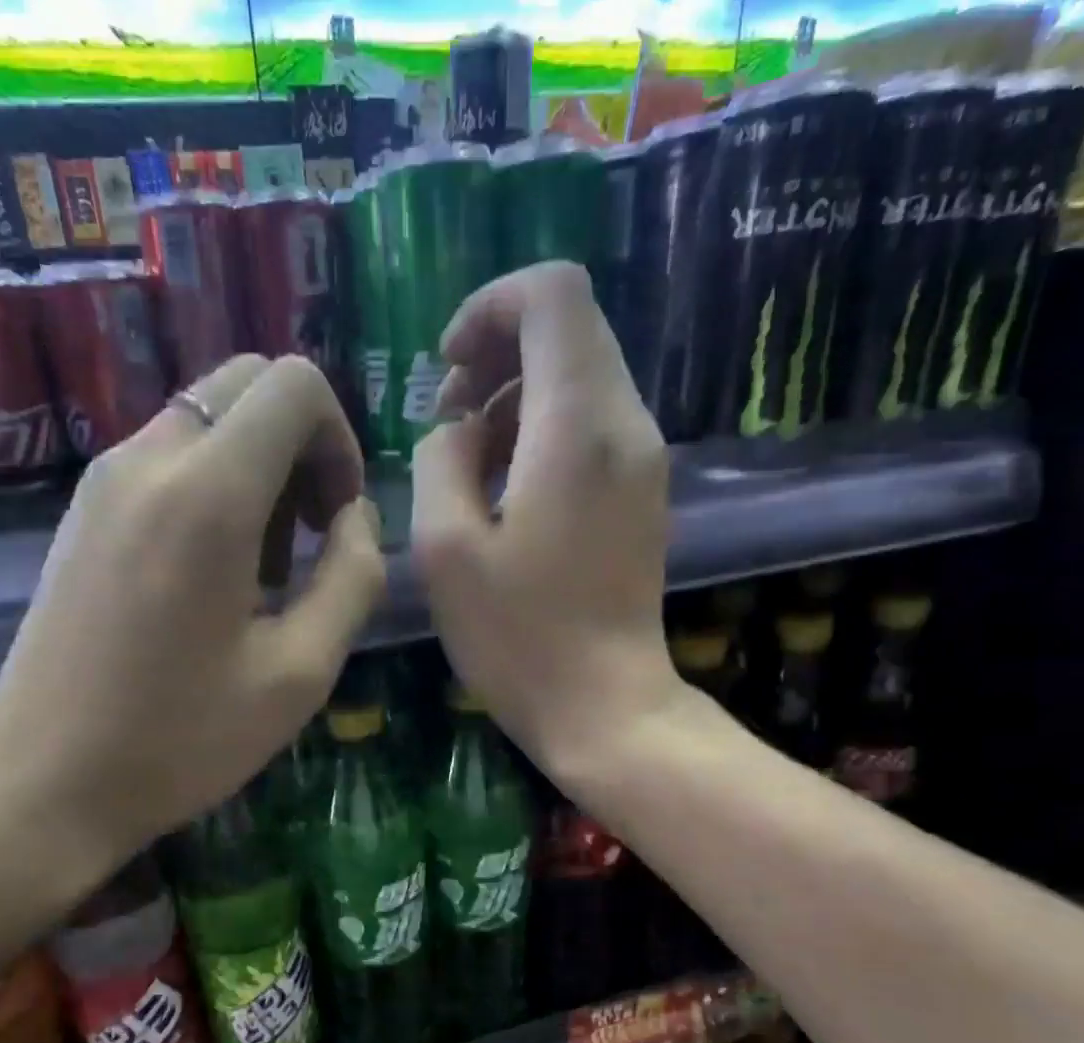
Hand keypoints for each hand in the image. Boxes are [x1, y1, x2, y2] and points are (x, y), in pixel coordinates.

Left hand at [0, 355, 384, 915]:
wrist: (44, 783)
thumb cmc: (181, 741)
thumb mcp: (299, 673)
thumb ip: (352, 578)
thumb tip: (357, 517)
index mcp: (209, 495)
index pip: (294, 385)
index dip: (339, 439)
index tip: (335, 519)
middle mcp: (149, 461)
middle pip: (247, 384)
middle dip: (299, 444)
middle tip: (306, 537)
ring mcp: (103, 481)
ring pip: (205, 420)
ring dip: (254, 469)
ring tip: (257, 572)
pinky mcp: (81, 511)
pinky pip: (165, 457)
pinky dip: (209, 485)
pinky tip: (208, 577)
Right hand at [413, 262, 683, 786]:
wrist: (604, 707)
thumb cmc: (518, 638)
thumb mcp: (445, 549)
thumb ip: (440, 461)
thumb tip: (457, 430)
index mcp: (576, 426)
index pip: (552, 294)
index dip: (490, 308)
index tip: (447, 370)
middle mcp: (625, 424)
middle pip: (569, 329)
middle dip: (497, 354)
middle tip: (447, 420)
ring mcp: (643, 459)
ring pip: (580, 376)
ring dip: (515, 398)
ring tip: (469, 463)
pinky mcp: (643, 493)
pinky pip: (591, 425)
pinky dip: (542, 432)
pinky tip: (507, 492)